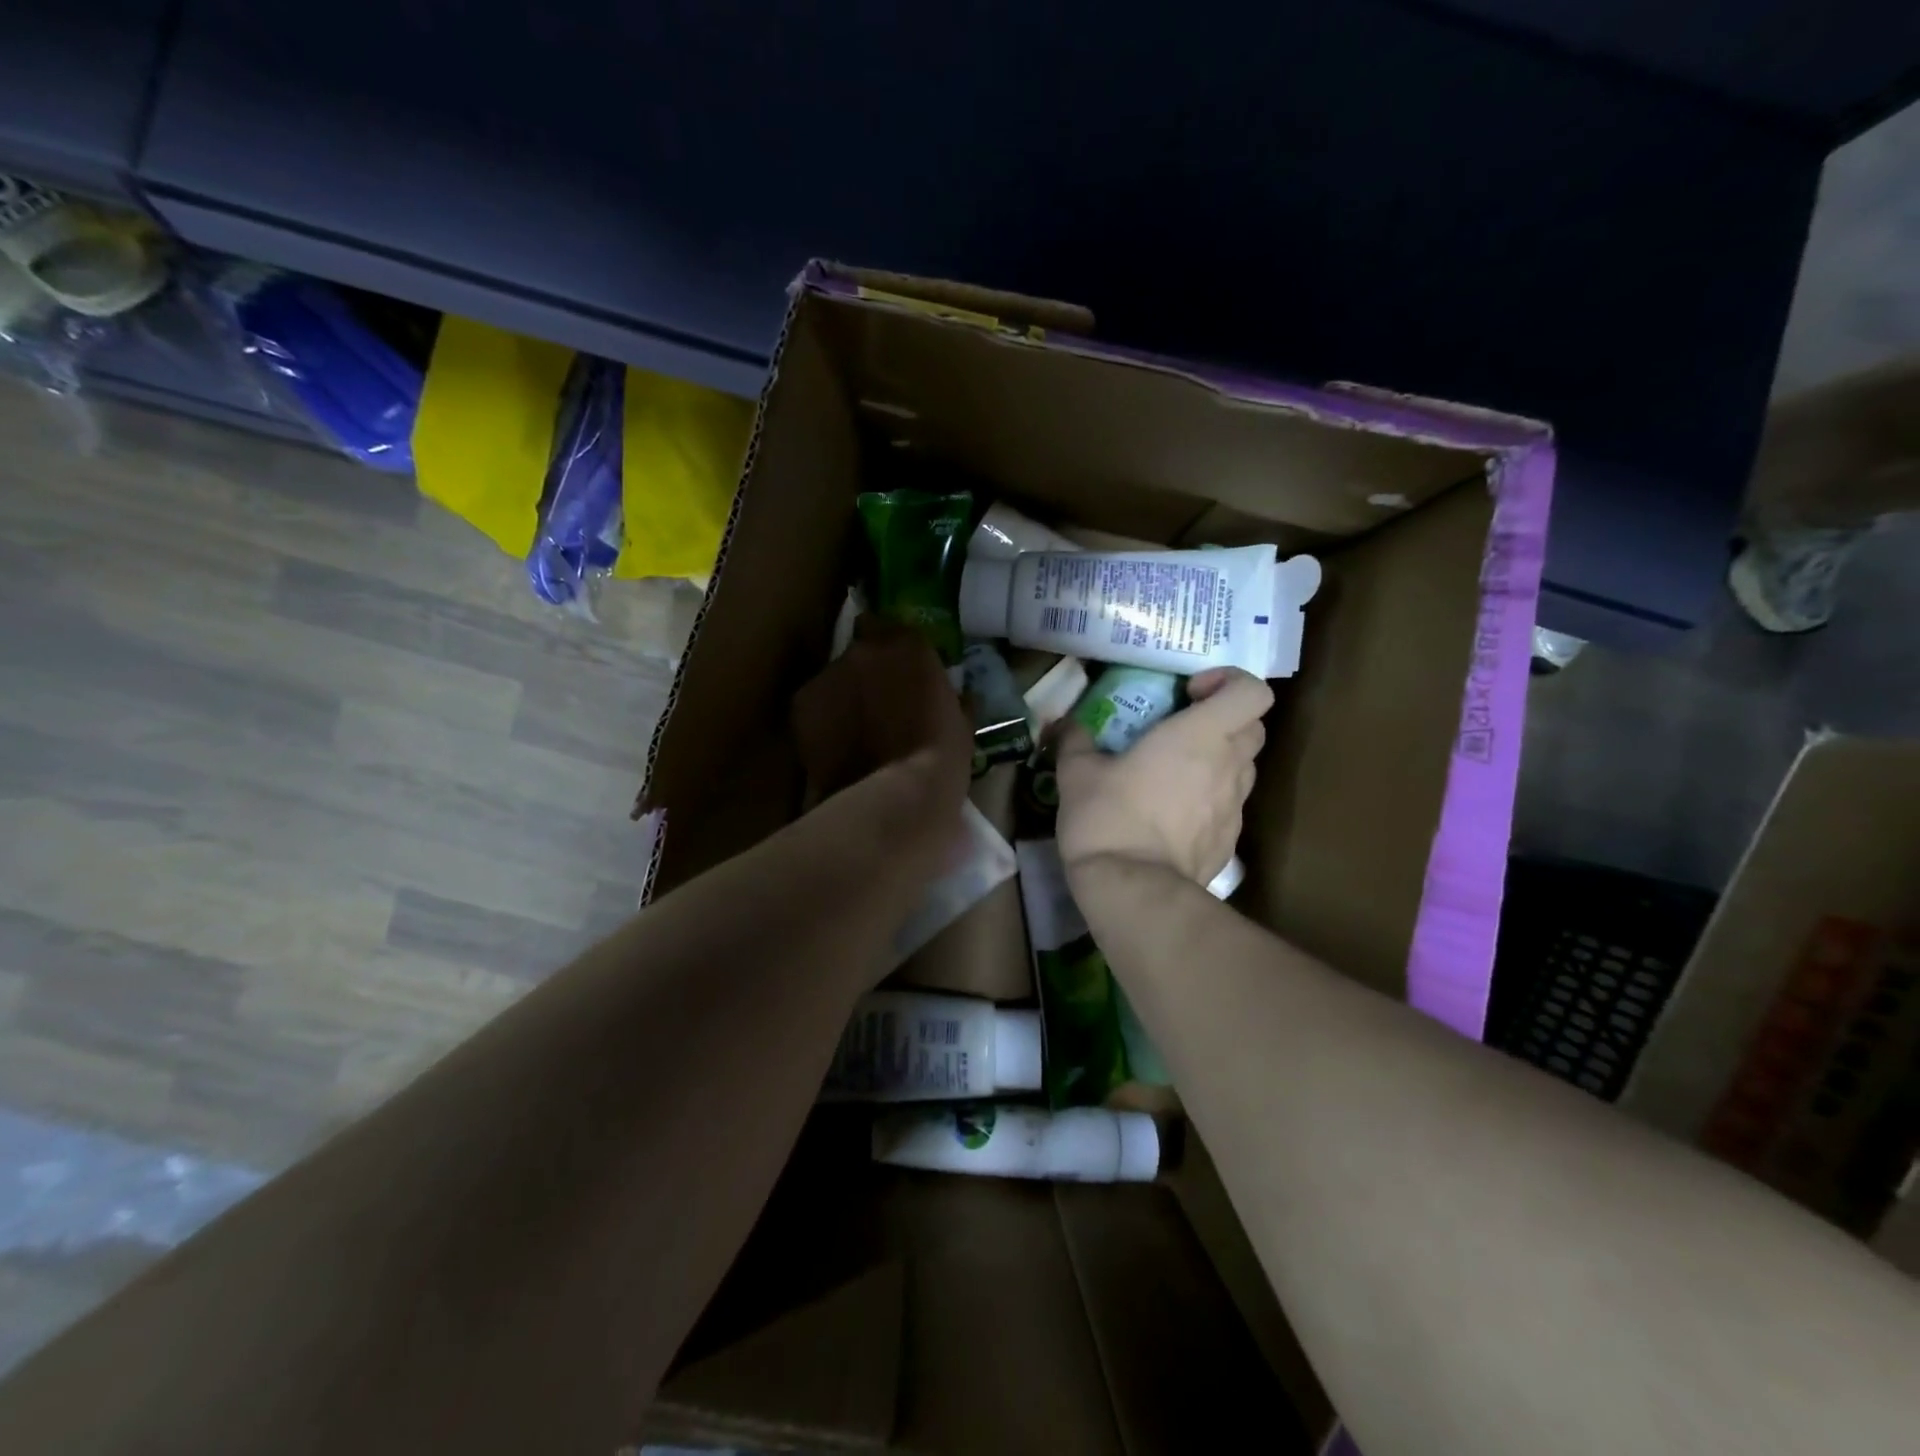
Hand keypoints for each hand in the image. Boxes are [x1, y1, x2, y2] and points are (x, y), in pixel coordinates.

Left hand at [792, 616, 971, 810]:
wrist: (896, 796)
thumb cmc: (941, 758)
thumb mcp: (959, 722)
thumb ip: (949, 697)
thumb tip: (956, 696)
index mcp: (909, 646)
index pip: (895, 627)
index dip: (894, 649)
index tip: (899, 669)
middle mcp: (865, 649)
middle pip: (861, 649)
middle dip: (867, 670)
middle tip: (877, 701)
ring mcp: (829, 674)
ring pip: (835, 677)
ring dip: (843, 695)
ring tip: (853, 730)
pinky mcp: (801, 702)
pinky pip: (814, 703)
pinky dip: (822, 719)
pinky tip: (834, 746)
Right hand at [1054, 667, 1272, 887]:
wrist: (1131, 889)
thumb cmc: (1107, 816)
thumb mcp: (1076, 772)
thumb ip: (1075, 739)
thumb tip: (1066, 723)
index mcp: (1199, 736)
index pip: (1252, 691)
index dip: (1230, 682)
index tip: (1190, 693)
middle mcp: (1228, 765)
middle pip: (1253, 726)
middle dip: (1224, 719)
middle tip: (1183, 729)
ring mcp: (1234, 806)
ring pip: (1244, 767)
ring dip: (1219, 759)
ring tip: (1175, 773)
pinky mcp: (1230, 840)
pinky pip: (1229, 805)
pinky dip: (1210, 799)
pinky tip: (1173, 815)